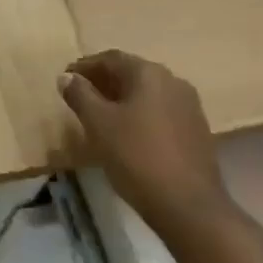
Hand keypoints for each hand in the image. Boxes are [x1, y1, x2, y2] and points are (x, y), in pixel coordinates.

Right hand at [59, 50, 225, 229]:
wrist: (188, 204)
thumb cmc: (137, 156)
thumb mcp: (99, 124)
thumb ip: (80, 95)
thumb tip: (67, 77)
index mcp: (150, 73)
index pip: (111, 58)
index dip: (85, 66)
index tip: (65, 78)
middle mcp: (173, 81)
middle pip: (132, 73)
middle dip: (103, 81)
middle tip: (79, 95)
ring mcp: (189, 106)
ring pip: (147, 93)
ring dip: (122, 98)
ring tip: (100, 115)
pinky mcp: (196, 130)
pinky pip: (160, 112)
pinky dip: (139, 114)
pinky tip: (127, 133)